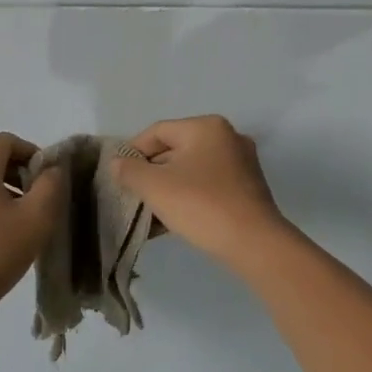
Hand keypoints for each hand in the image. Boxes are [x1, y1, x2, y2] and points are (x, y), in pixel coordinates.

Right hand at [111, 116, 288, 266]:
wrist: (254, 244)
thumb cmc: (201, 205)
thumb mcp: (155, 186)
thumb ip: (130, 171)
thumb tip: (118, 163)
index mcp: (206, 127)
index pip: (157, 132)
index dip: (132, 152)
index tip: (119, 177)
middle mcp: (227, 138)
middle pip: (175, 150)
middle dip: (150, 174)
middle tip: (132, 196)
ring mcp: (241, 164)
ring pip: (191, 171)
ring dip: (168, 189)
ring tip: (149, 213)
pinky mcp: (247, 189)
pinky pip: (207, 186)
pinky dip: (188, 198)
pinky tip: (171, 222)